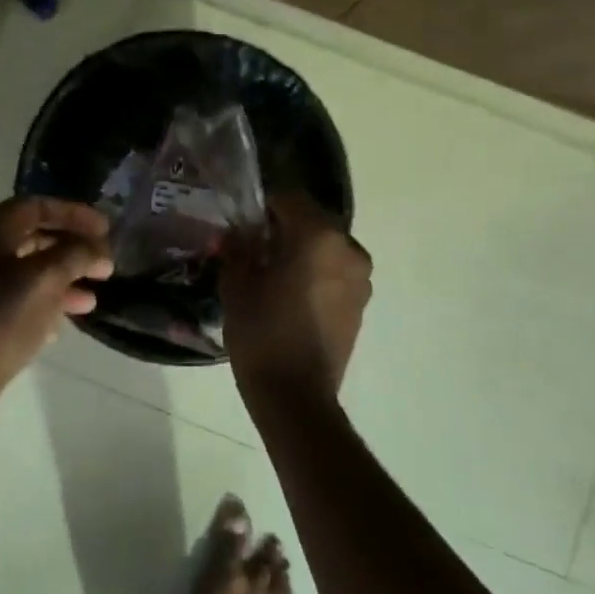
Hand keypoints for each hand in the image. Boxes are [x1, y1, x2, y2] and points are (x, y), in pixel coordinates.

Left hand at [0, 196, 113, 452]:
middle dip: (72, 248)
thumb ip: (76, 255)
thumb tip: (99, 250)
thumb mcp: (44, 278)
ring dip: (64, 279)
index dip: (74, 213)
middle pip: (34, 237)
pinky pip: (20, 300)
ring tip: (93, 298)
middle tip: (104, 263)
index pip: (37, 205)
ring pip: (30, 271)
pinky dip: (47, 304)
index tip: (106, 229)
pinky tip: (66, 322)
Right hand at [221, 191, 371, 402]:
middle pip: (311, 221)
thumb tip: (234, 233)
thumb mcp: (237, 285)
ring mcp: (360, 278)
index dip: (262, 204)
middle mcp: (348, 249)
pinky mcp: (360, 303)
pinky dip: (313, 273)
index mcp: (318, 236)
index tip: (242, 220)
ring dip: (300, 251)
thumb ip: (237, 249)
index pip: (289, 198)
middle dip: (282, 227)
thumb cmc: (262, 332)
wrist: (296, 395)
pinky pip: (334, 272)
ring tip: (269, 272)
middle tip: (251, 245)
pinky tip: (288, 293)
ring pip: (324, 247)